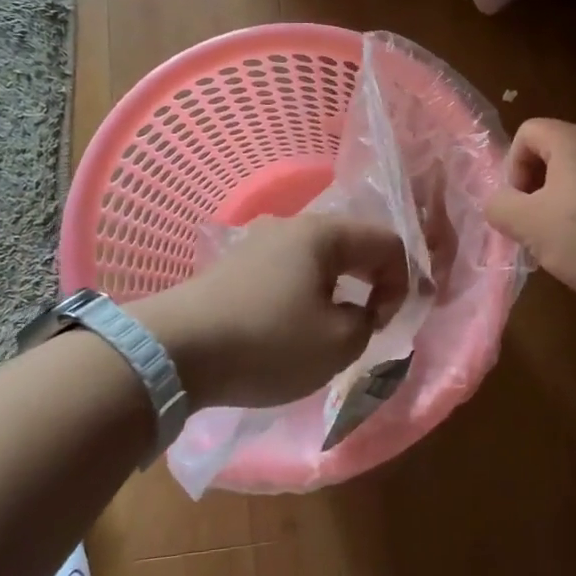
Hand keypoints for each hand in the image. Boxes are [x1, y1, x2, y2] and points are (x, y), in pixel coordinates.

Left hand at [133, 214, 408, 409]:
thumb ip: (366, 322)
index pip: (387, 242)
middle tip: (364, 326)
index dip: (400, 284)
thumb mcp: (338, 343)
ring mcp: (258, 242)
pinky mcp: (234, 265)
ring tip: (326, 332)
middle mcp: (292, 225)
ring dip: (334, 292)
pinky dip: (302, 295)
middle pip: (352, 245)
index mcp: (324, 233)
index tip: (382, 324)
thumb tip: (357, 311)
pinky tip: (287, 328)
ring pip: (317, 260)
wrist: (175, 350)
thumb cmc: (267, 341)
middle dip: (369, 285)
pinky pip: (287, 272)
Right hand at [484, 119, 575, 309]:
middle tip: (532, 226)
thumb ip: (499, 206)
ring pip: (570, 182)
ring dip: (554, 210)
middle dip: (532, 191)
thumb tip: (499, 204)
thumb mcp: (526, 223)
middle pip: (548, 156)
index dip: (513, 165)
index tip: (520, 202)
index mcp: (571, 141)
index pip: (527, 132)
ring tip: (555, 244)